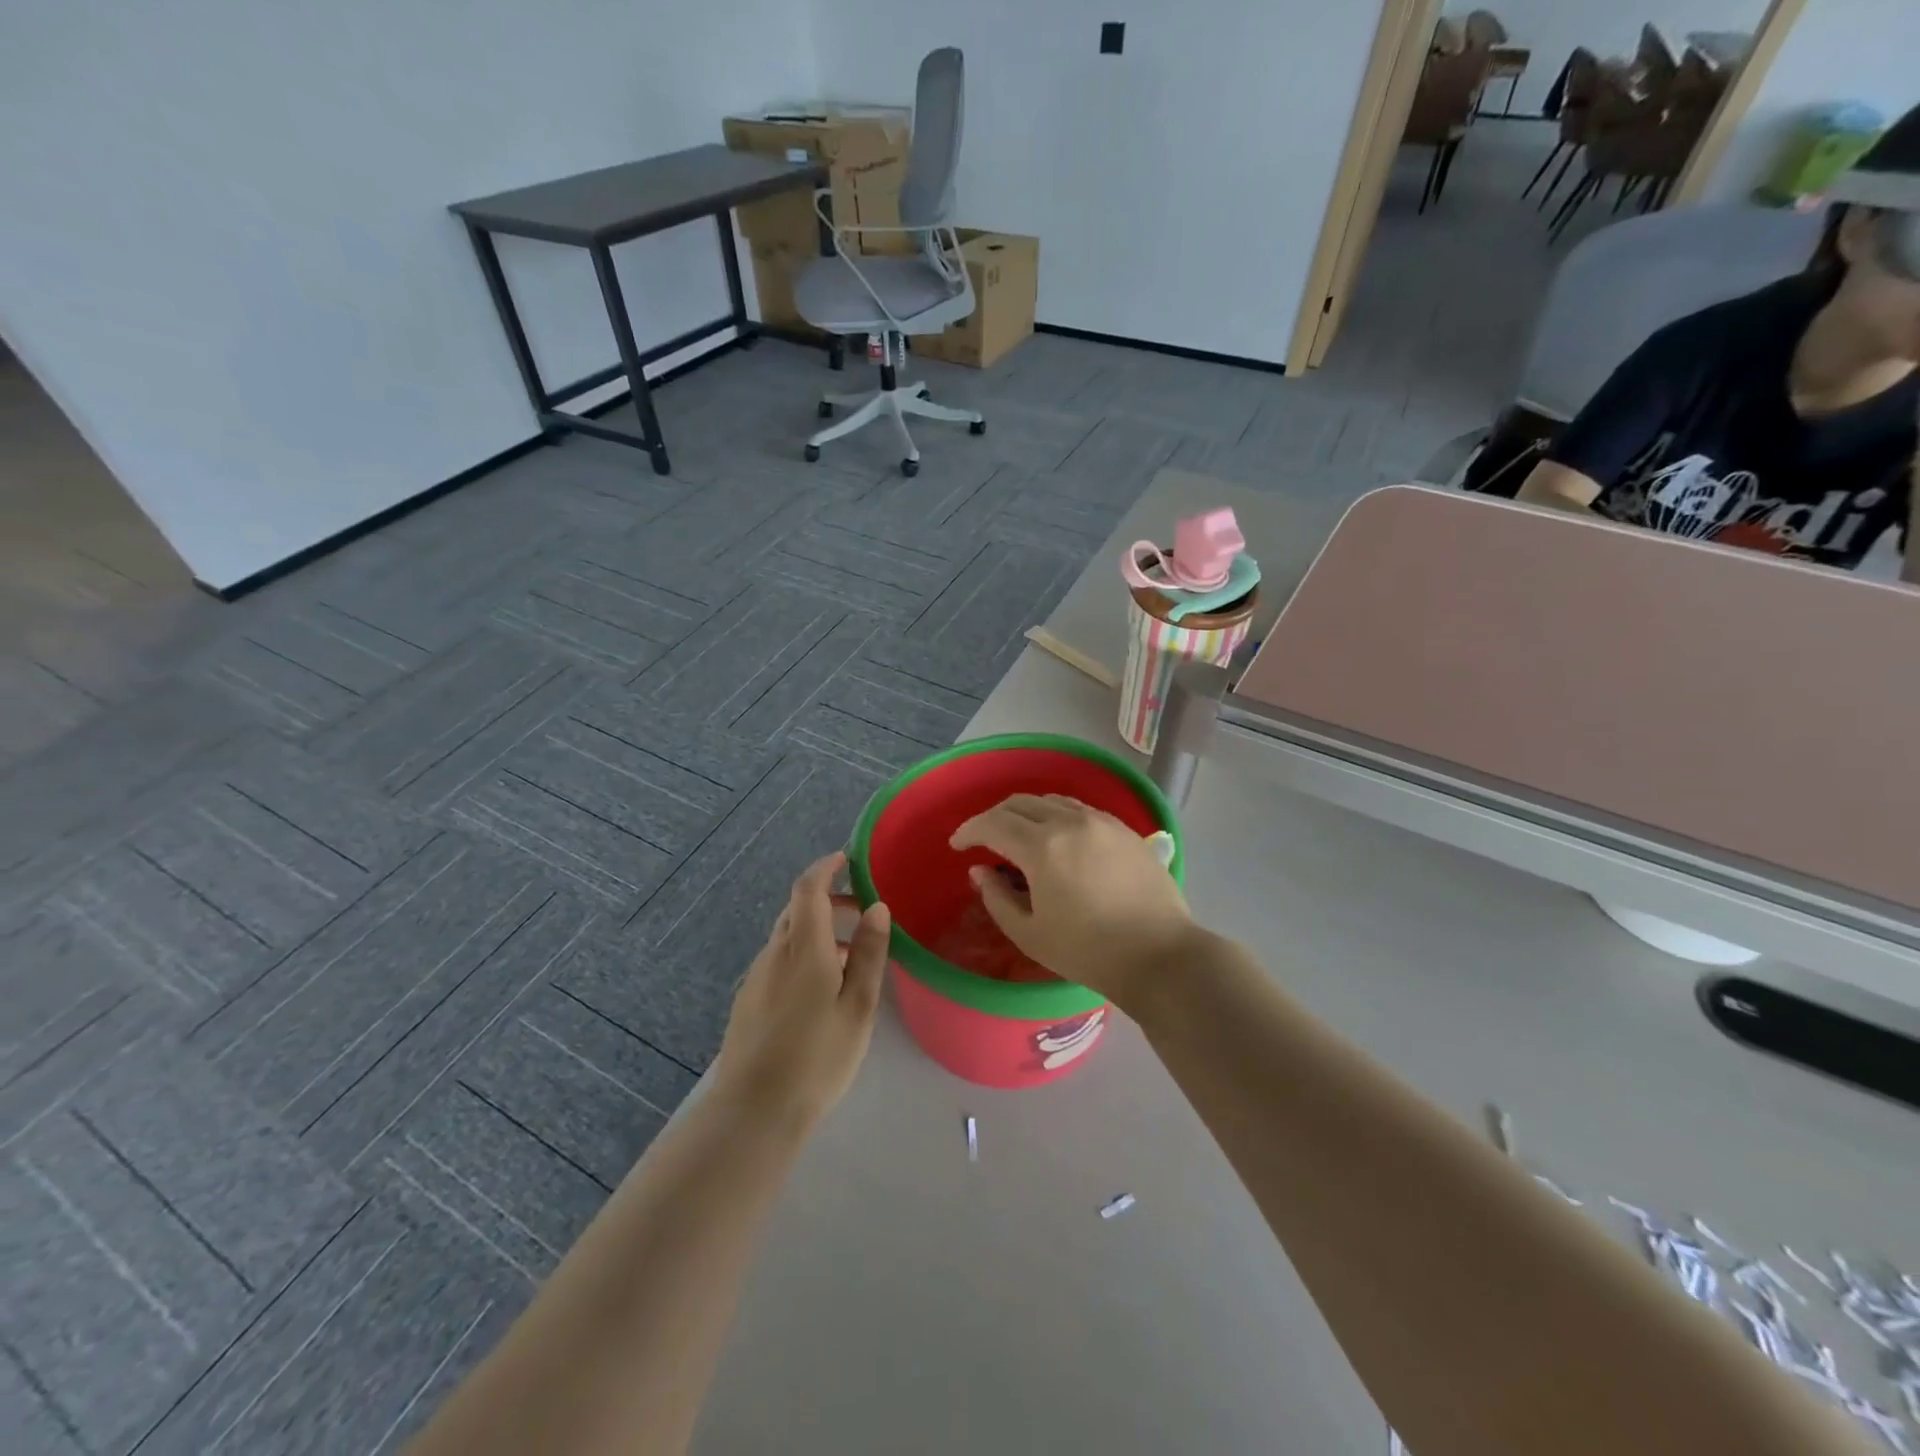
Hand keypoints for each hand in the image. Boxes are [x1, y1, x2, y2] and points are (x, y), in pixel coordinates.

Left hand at [712, 853, 890, 1127]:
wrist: (754, 1111)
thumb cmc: (817, 1057)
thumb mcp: (858, 1007)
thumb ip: (870, 954)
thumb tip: (877, 907)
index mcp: (804, 948)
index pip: (808, 889)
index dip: (825, 868)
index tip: (846, 858)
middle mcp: (775, 953)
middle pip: (797, 910)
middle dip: (829, 901)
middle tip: (863, 913)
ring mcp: (757, 977)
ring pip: (789, 937)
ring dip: (819, 931)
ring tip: (852, 958)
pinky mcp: (749, 1000)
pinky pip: (779, 960)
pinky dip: (804, 954)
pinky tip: (822, 989)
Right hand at [949, 795, 1199, 1005]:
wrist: (1159, 955)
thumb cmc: (1088, 952)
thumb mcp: (1030, 933)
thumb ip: (997, 897)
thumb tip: (980, 871)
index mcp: (1042, 847)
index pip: (993, 824)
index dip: (969, 831)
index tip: (957, 846)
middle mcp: (1070, 822)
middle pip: (1020, 803)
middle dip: (994, 817)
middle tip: (983, 840)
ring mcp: (1101, 821)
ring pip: (1051, 801)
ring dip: (1026, 813)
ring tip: (1019, 836)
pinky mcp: (1123, 829)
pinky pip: (1079, 809)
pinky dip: (1056, 815)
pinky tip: (1057, 838)